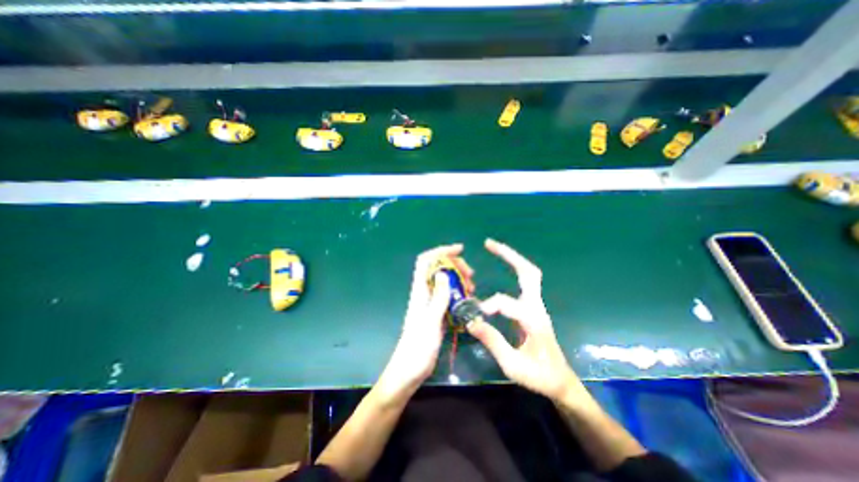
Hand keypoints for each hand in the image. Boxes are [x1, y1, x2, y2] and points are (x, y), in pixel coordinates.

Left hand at [376, 242, 471, 403]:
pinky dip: (460, 294)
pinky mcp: (437, 314)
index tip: (459, 250)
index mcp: (420, 291)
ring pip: (445, 282)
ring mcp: (431, 304)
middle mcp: (425, 294)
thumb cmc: (418, 348)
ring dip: (459, 280)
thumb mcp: (430, 322)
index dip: (440, 251)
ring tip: (472, 289)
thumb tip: (444, 272)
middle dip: (455, 266)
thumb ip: (438, 298)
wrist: (409, 370)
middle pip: (438, 269)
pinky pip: (449, 297)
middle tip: (471, 275)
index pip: (426, 262)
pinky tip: (470, 301)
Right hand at [469, 237, 583, 403]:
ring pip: (528, 273)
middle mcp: (536, 307)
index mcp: (533, 320)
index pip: (508, 303)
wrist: (560, 381)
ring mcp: (536, 305)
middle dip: (509, 255)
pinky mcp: (532, 307)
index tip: (476, 314)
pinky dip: (513, 268)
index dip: (491, 305)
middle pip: (528, 272)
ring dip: (512, 258)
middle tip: (489, 243)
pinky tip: (502, 265)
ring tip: (493, 247)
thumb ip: (492, 341)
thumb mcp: (513, 365)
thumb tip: (471, 321)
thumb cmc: (539, 376)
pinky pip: (524, 281)